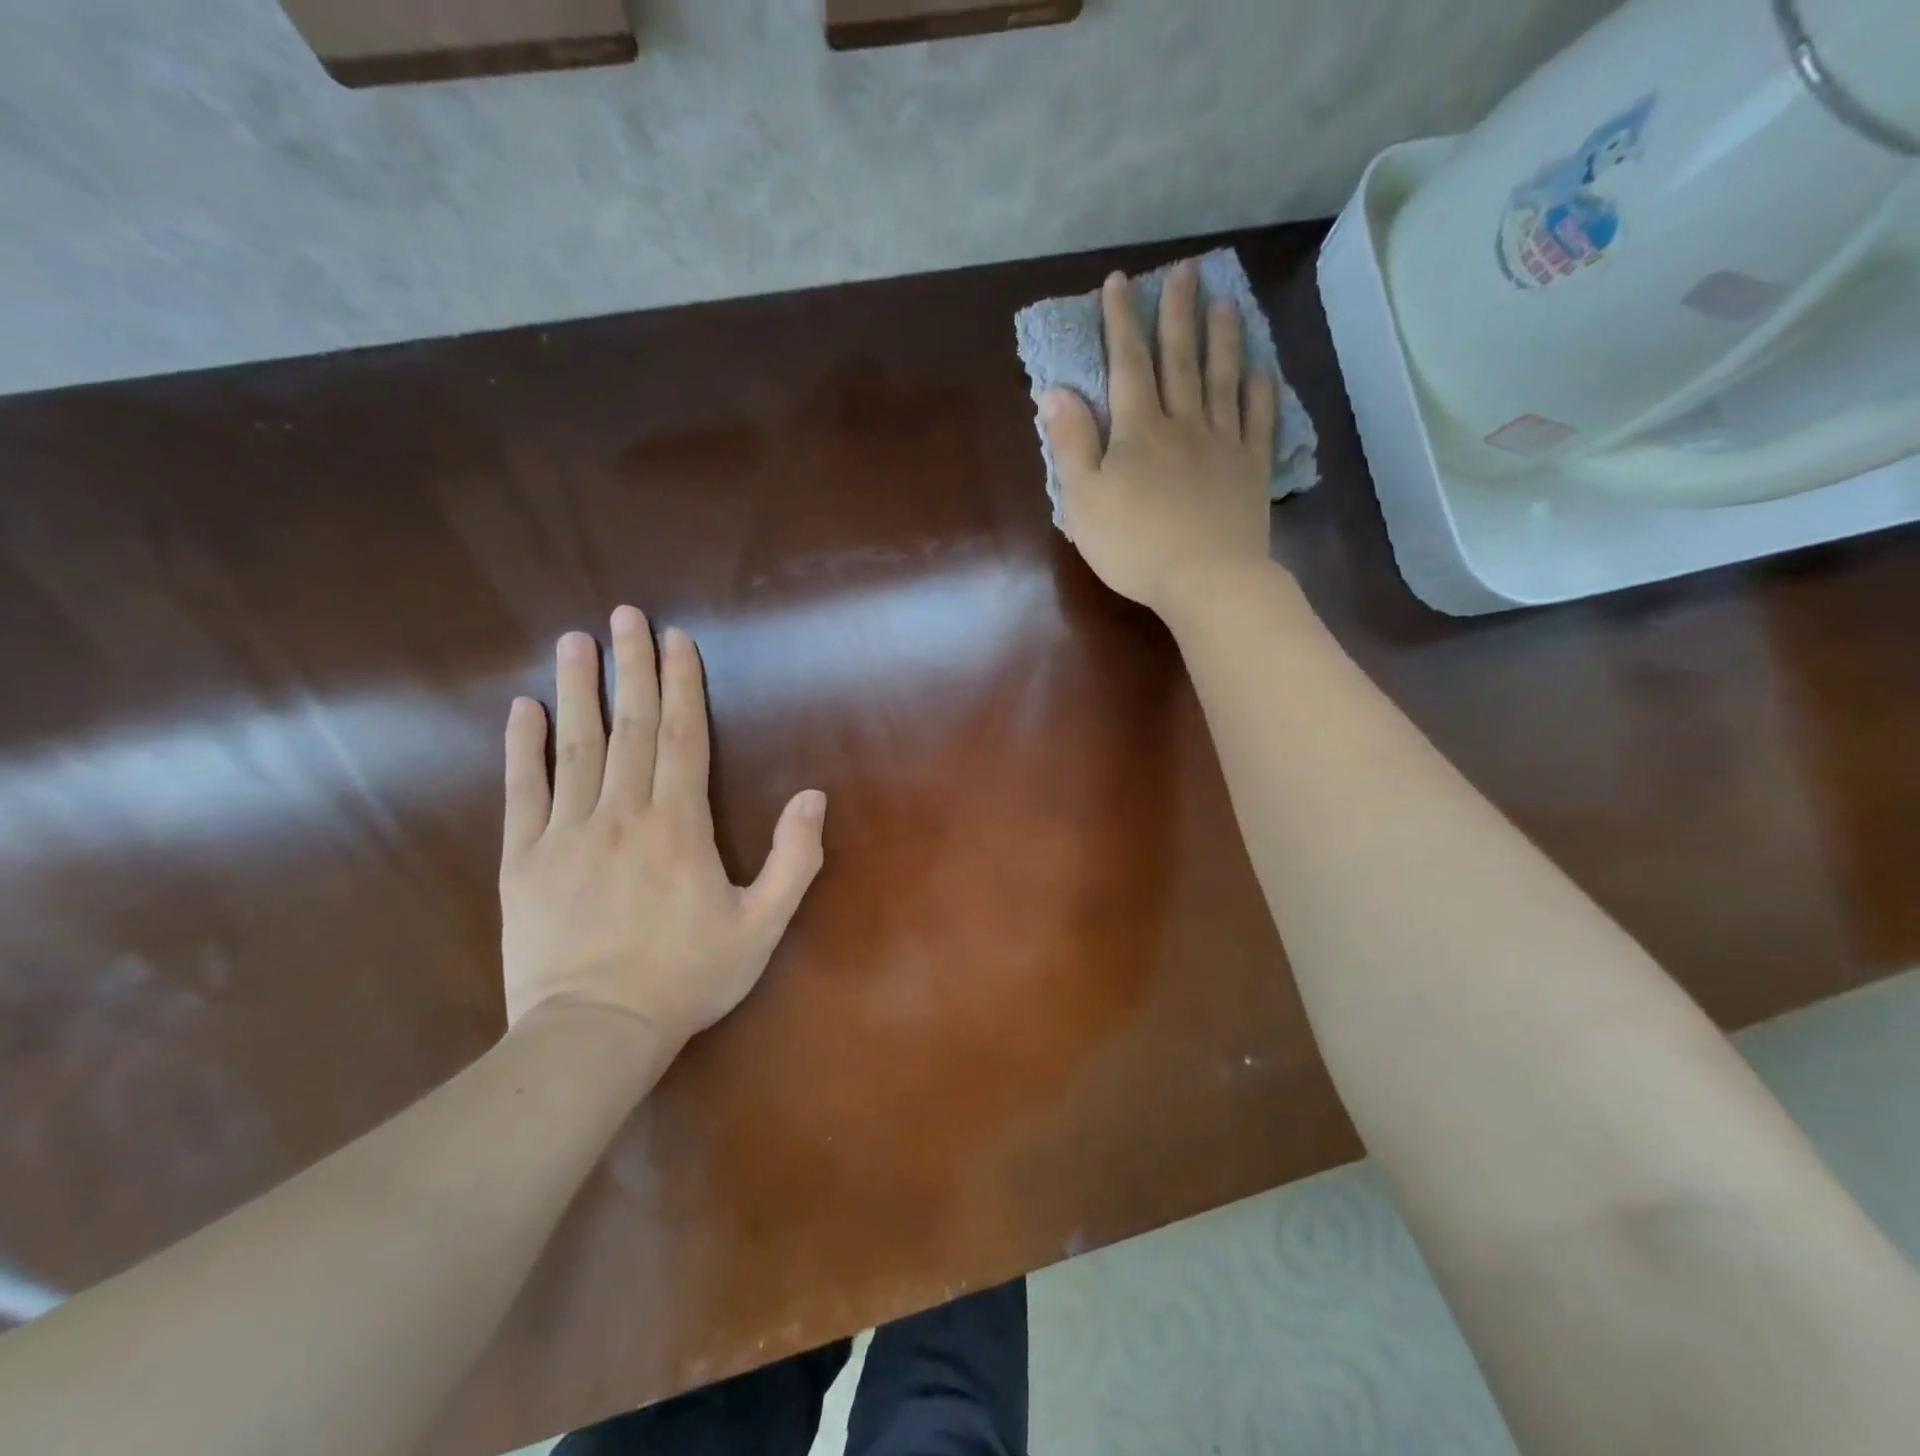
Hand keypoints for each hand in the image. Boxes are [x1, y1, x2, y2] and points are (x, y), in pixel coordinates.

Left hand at [498, 607, 826, 1046]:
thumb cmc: (688, 977)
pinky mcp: (524, 860)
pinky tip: (523, 710)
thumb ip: (794, 859)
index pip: (683, 736)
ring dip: (578, 689)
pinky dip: (522, 748)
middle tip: (625, 615)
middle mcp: (622, 814)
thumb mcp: (762, 926)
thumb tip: (813, 796)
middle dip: (631, 667)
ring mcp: (567, 833)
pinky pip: (523, 792)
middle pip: (631, 726)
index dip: (682, 684)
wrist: (596, 1031)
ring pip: (575, 746)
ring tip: (575, 641)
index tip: (675, 639)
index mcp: (679, 825)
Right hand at [1040, 262, 1279, 617]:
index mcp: (1138, 430)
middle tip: (1186, 271)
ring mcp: (1222, 444)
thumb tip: (1055, 392)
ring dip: (1222, 338)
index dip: (1121, 322)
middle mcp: (1183, 423)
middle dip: (1178, 313)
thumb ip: (1070, 444)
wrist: (1204, 579)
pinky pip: (1258, 420)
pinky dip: (1260, 391)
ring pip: (1223, 379)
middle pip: (1180, 359)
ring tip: (1225, 302)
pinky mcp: (1250, 469)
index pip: (1127, 364)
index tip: (1120, 283)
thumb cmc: (1133, 545)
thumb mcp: (1083, 500)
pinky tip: (1261, 369)